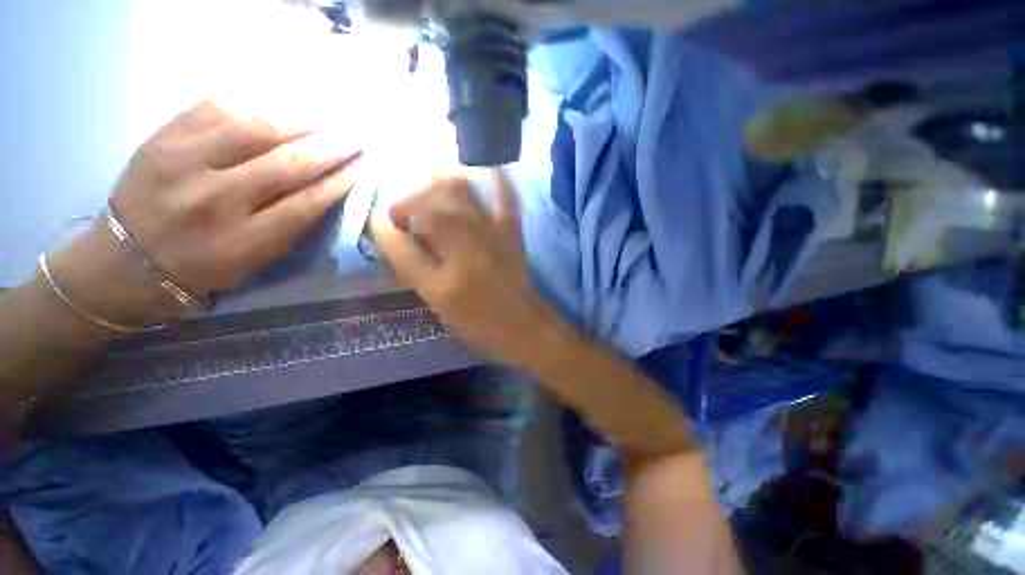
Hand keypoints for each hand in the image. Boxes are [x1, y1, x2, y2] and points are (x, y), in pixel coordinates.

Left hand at [47, 100, 360, 328]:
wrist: (128, 260)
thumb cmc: (205, 267)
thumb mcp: (256, 260)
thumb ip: (293, 226)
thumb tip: (328, 188)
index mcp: (243, 240)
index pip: (306, 203)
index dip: (340, 182)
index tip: (363, 168)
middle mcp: (213, 199)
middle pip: (286, 163)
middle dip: (329, 148)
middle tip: (355, 138)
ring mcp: (181, 162)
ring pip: (253, 127)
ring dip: (299, 121)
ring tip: (324, 120)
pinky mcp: (161, 138)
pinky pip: (216, 108)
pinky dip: (254, 106)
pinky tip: (277, 110)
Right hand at [372, 172, 550, 364]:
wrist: (518, 321)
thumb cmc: (474, 313)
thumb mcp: (432, 291)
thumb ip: (405, 257)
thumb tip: (380, 226)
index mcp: (452, 235)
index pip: (415, 207)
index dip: (398, 212)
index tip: (392, 227)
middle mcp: (474, 220)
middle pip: (441, 187)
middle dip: (420, 190)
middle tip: (409, 206)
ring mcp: (497, 222)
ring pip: (470, 185)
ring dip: (447, 177)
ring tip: (430, 179)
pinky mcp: (512, 229)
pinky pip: (507, 196)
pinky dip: (497, 179)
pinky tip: (485, 170)